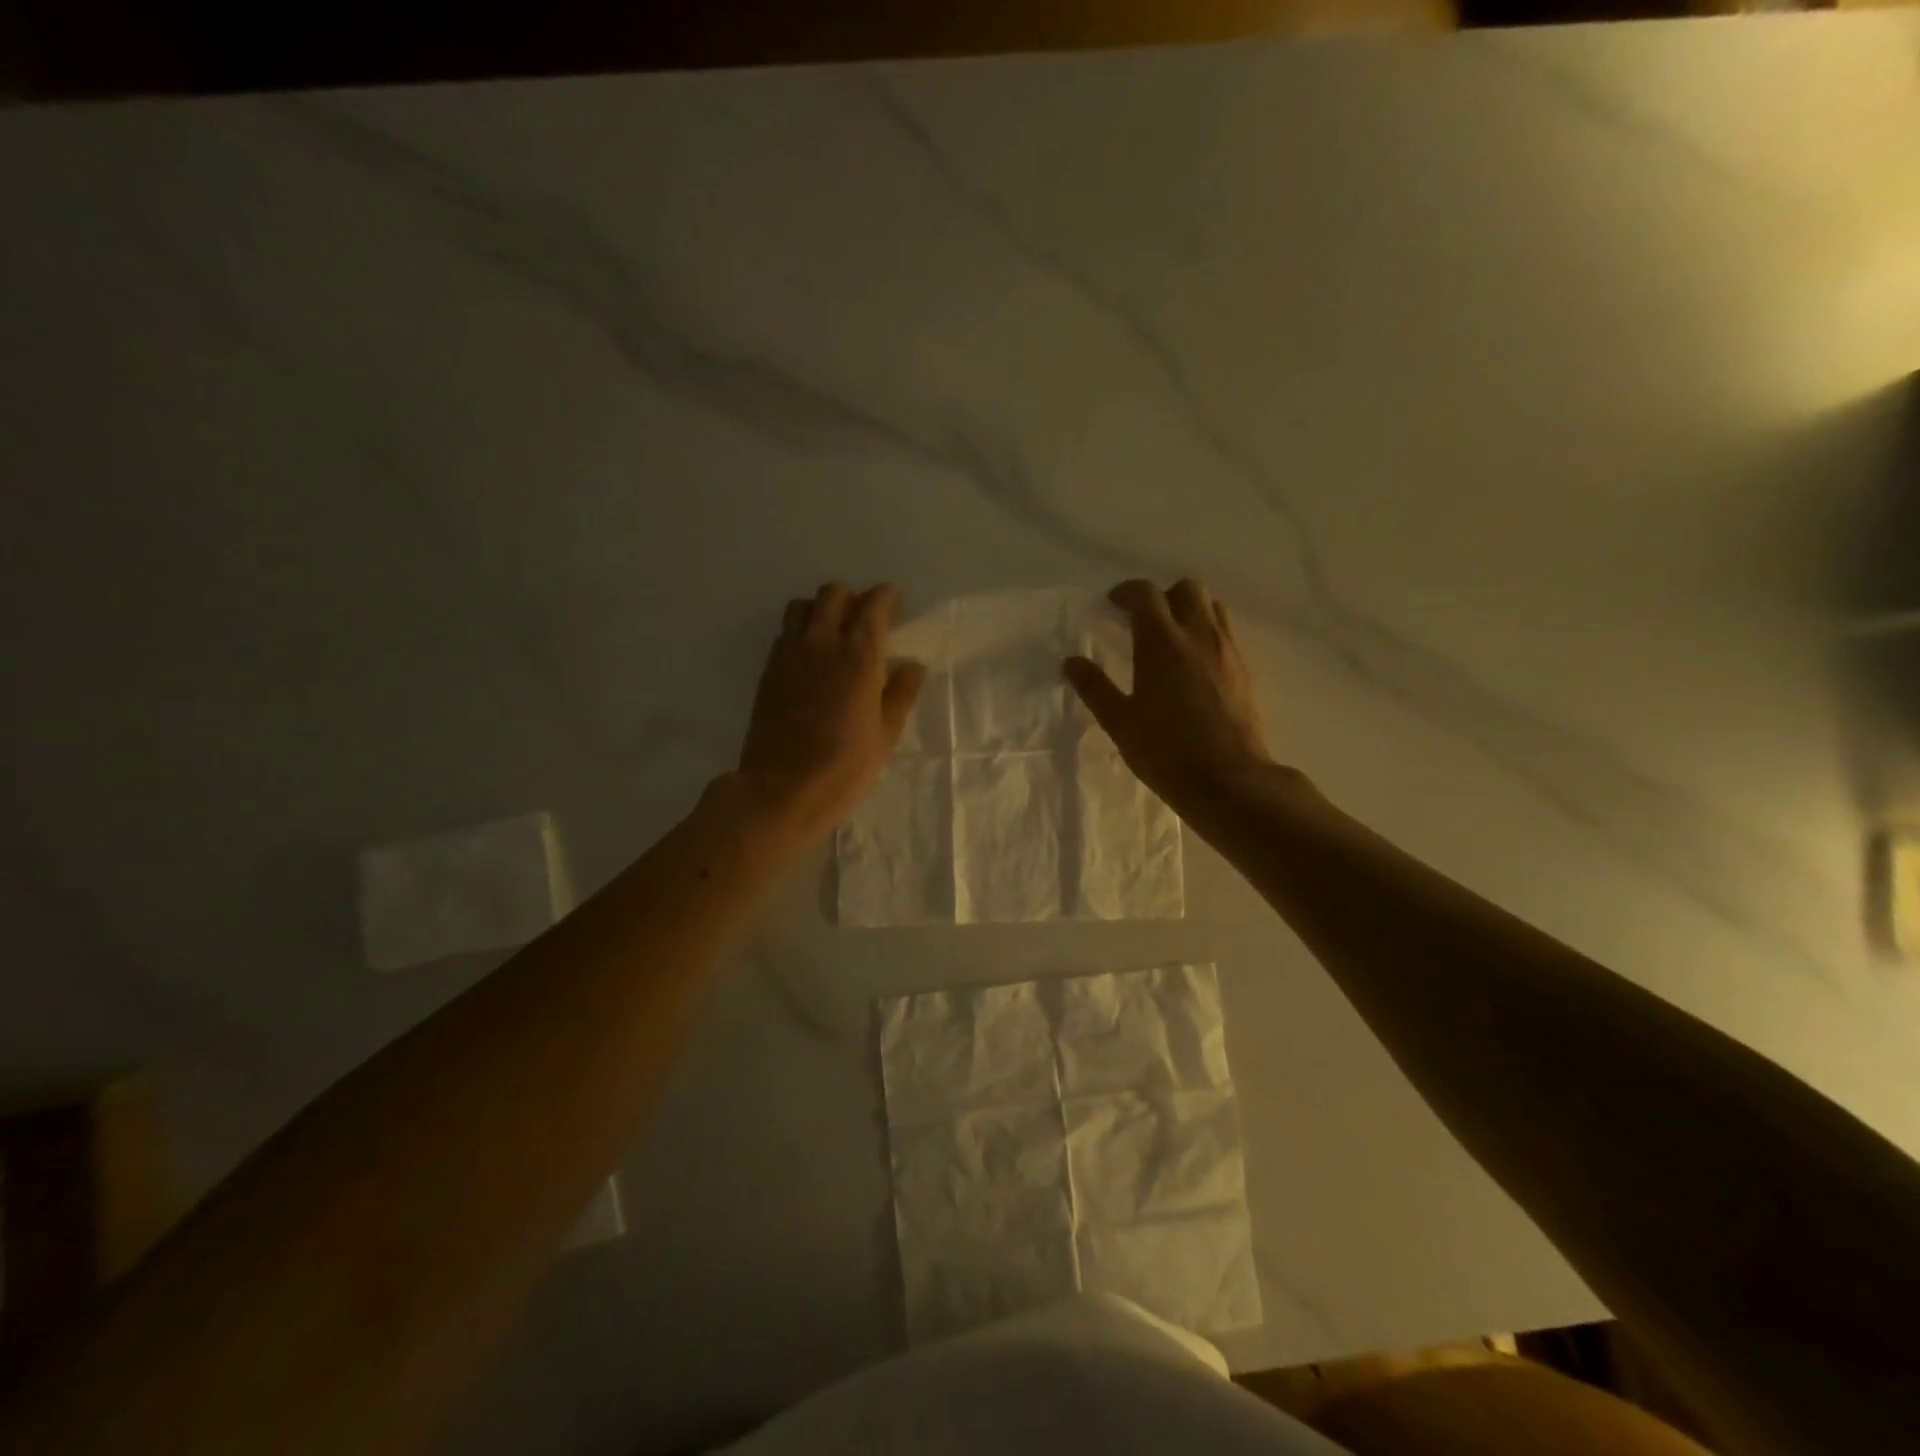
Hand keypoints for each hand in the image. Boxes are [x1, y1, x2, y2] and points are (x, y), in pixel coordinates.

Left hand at [734, 582, 925, 847]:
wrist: (783, 788)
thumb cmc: (846, 766)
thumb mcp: (886, 734)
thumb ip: (901, 693)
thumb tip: (912, 666)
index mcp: (859, 654)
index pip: (873, 604)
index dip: (886, 597)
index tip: (895, 603)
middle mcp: (822, 642)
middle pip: (833, 594)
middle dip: (852, 598)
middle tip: (864, 619)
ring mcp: (789, 654)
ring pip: (801, 606)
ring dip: (820, 609)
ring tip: (832, 633)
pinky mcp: (768, 670)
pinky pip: (785, 633)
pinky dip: (800, 632)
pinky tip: (810, 658)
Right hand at [1064, 579, 1273, 815]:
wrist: (1229, 779)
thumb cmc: (1166, 751)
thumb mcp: (1120, 722)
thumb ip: (1095, 687)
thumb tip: (1071, 662)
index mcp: (1161, 642)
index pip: (1145, 594)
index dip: (1127, 592)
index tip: (1113, 604)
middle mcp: (1198, 634)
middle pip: (1187, 589)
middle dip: (1163, 596)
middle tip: (1144, 619)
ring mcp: (1227, 650)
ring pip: (1212, 607)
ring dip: (1190, 610)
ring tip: (1172, 637)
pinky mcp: (1245, 669)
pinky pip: (1226, 632)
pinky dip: (1208, 633)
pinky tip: (1195, 663)